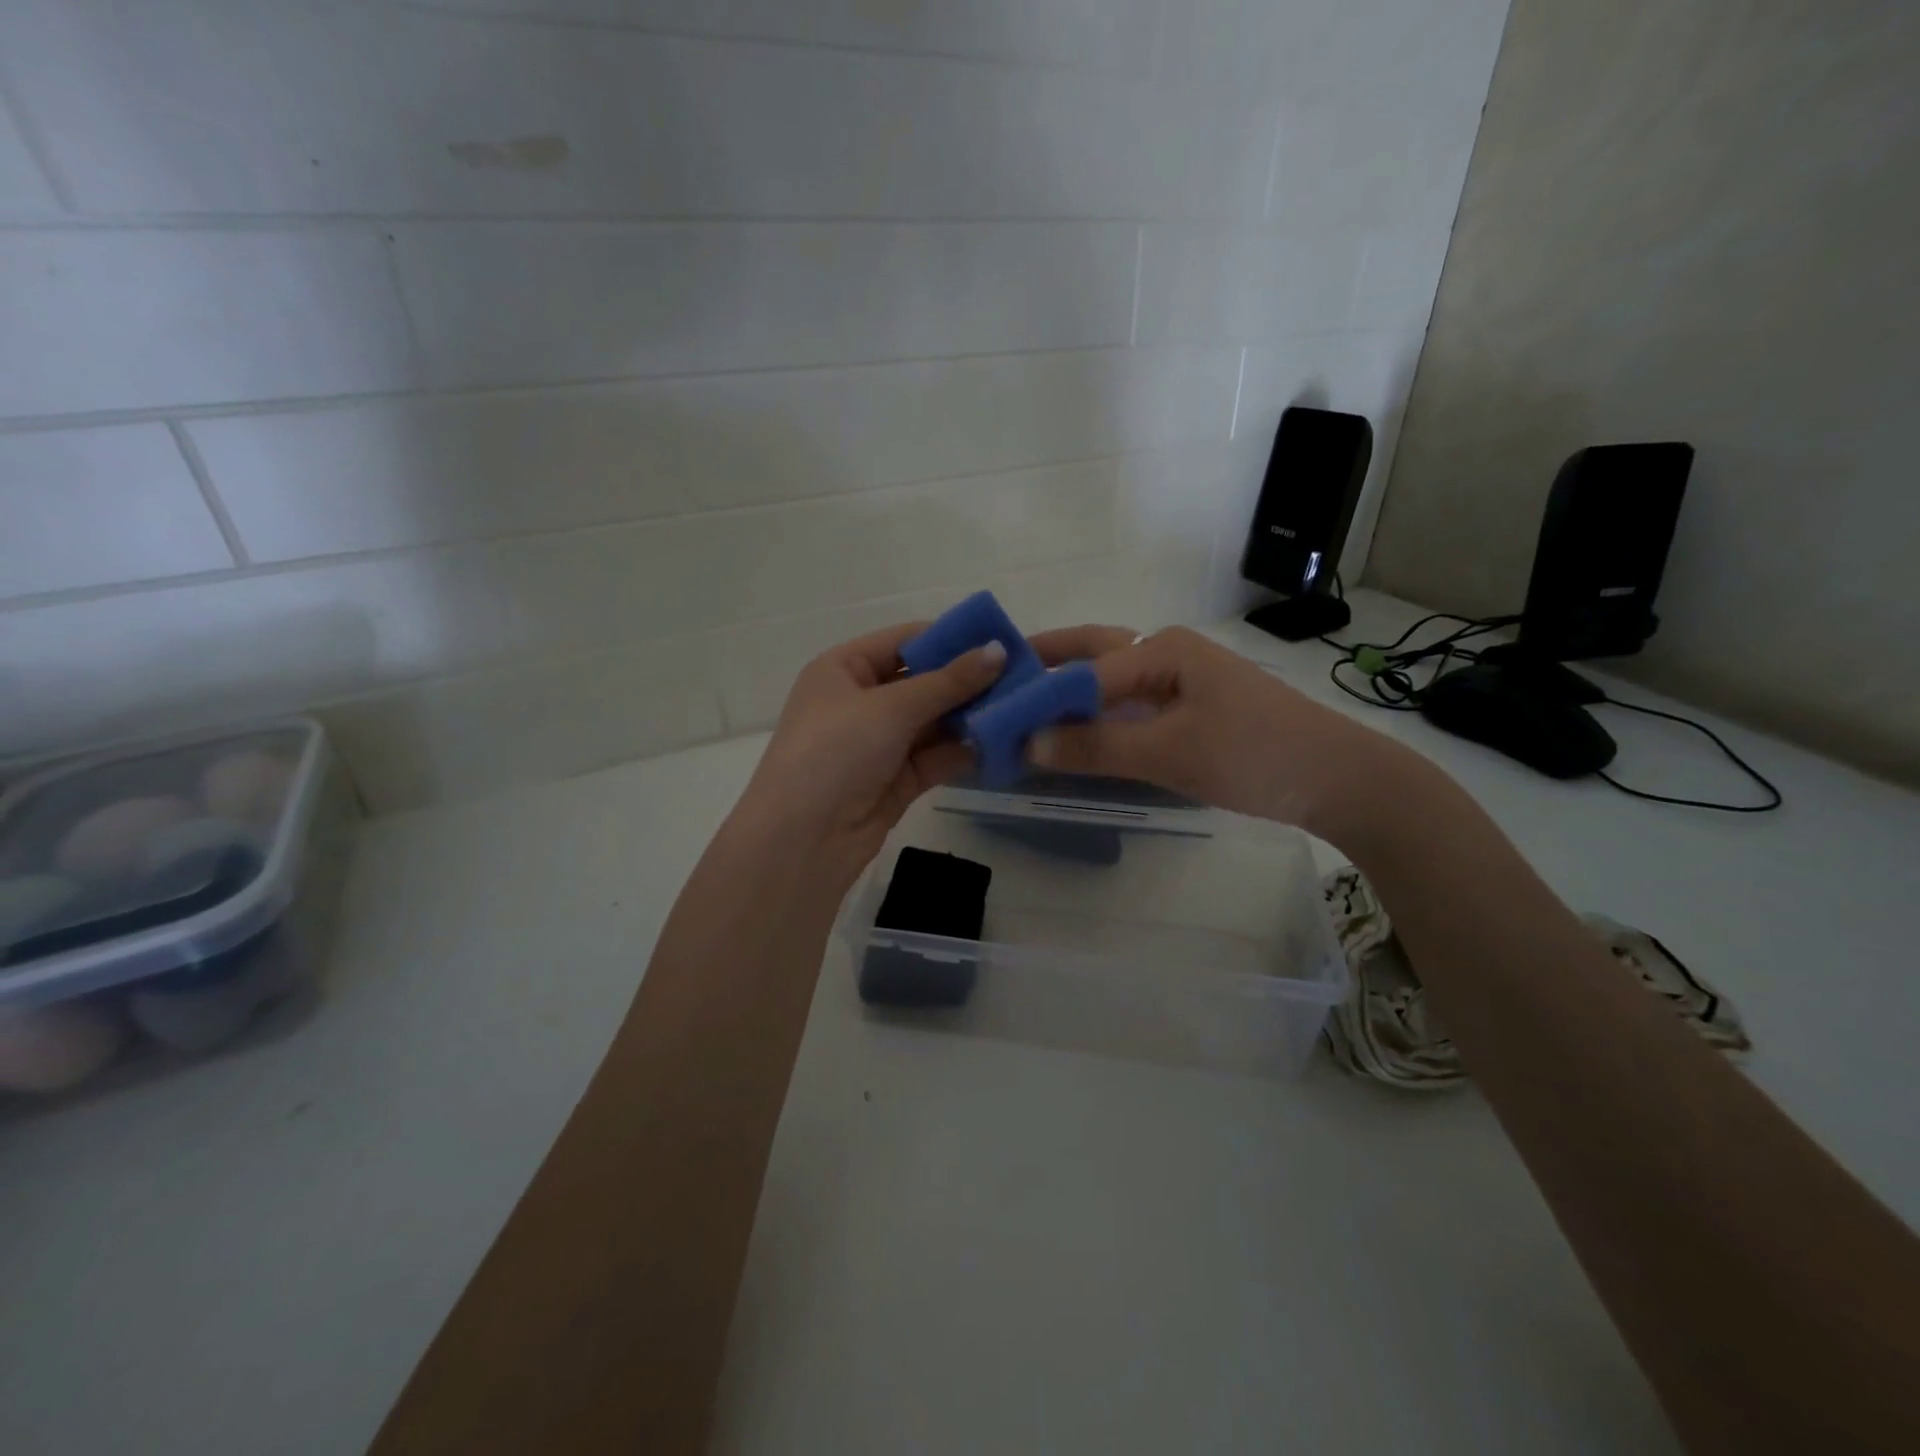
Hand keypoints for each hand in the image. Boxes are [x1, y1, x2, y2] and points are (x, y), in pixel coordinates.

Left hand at [734, 622, 1007, 878]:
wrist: (801, 841)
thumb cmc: (835, 753)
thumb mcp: (891, 708)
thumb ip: (948, 681)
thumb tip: (998, 650)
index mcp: (843, 669)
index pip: (903, 641)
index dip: (950, 638)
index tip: (1000, 638)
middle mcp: (860, 702)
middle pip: (922, 681)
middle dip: (967, 680)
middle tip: (1021, 675)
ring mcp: (878, 743)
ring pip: (932, 721)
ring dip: (970, 716)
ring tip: (1021, 707)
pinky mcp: (896, 780)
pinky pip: (935, 756)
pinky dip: (963, 750)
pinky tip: (1002, 743)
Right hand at [1024, 625, 1414, 844]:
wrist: (1339, 780)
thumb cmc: (1255, 755)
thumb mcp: (1170, 753)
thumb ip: (1096, 748)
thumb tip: (1026, 746)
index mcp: (1161, 649)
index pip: (1081, 669)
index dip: (1036, 696)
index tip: (992, 717)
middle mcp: (1167, 653)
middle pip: (1092, 655)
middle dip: (1045, 667)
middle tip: (998, 687)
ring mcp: (1181, 680)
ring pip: (1110, 680)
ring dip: (1069, 693)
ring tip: (1024, 712)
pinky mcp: (1191, 708)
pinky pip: (1130, 705)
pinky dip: (1097, 717)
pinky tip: (1077, 736)